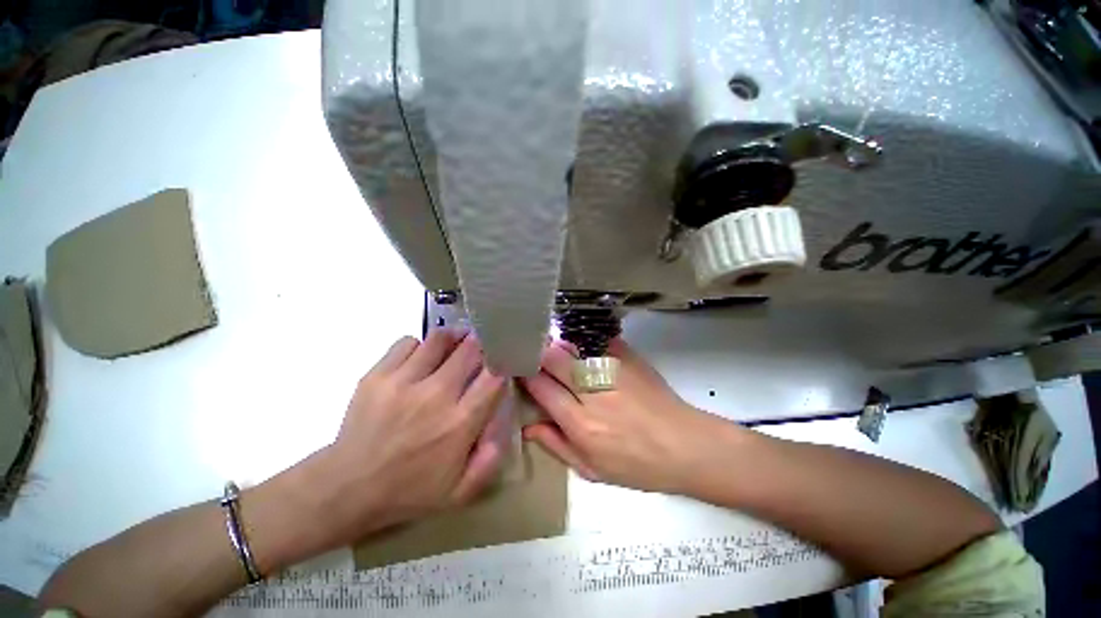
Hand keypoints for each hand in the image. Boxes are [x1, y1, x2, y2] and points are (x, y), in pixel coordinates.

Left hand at [311, 330, 507, 542]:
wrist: (345, 488)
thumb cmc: (408, 491)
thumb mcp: (460, 491)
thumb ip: (491, 457)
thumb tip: (503, 418)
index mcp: (459, 422)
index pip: (494, 376)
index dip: (501, 363)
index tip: (500, 362)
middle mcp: (435, 395)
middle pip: (470, 349)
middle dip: (480, 345)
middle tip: (480, 348)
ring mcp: (403, 381)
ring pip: (439, 339)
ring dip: (452, 339)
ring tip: (454, 346)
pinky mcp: (377, 375)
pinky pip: (408, 342)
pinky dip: (419, 346)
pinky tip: (419, 360)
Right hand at [520, 339, 739, 493]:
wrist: (685, 445)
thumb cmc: (637, 465)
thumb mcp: (592, 470)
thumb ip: (556, 446)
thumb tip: (528, 426)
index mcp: (581, 423)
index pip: (541, 387)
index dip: (526, 375)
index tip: (520, 371)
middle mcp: (593, 392)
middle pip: (552, 359)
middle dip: (538, 355)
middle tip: (534, 358)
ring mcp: (612, 370)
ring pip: (571, 346)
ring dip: (558, 347)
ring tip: (556, 353)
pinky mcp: (628, 357)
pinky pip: (595, 340)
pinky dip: (582, 342)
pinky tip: (581, 348)